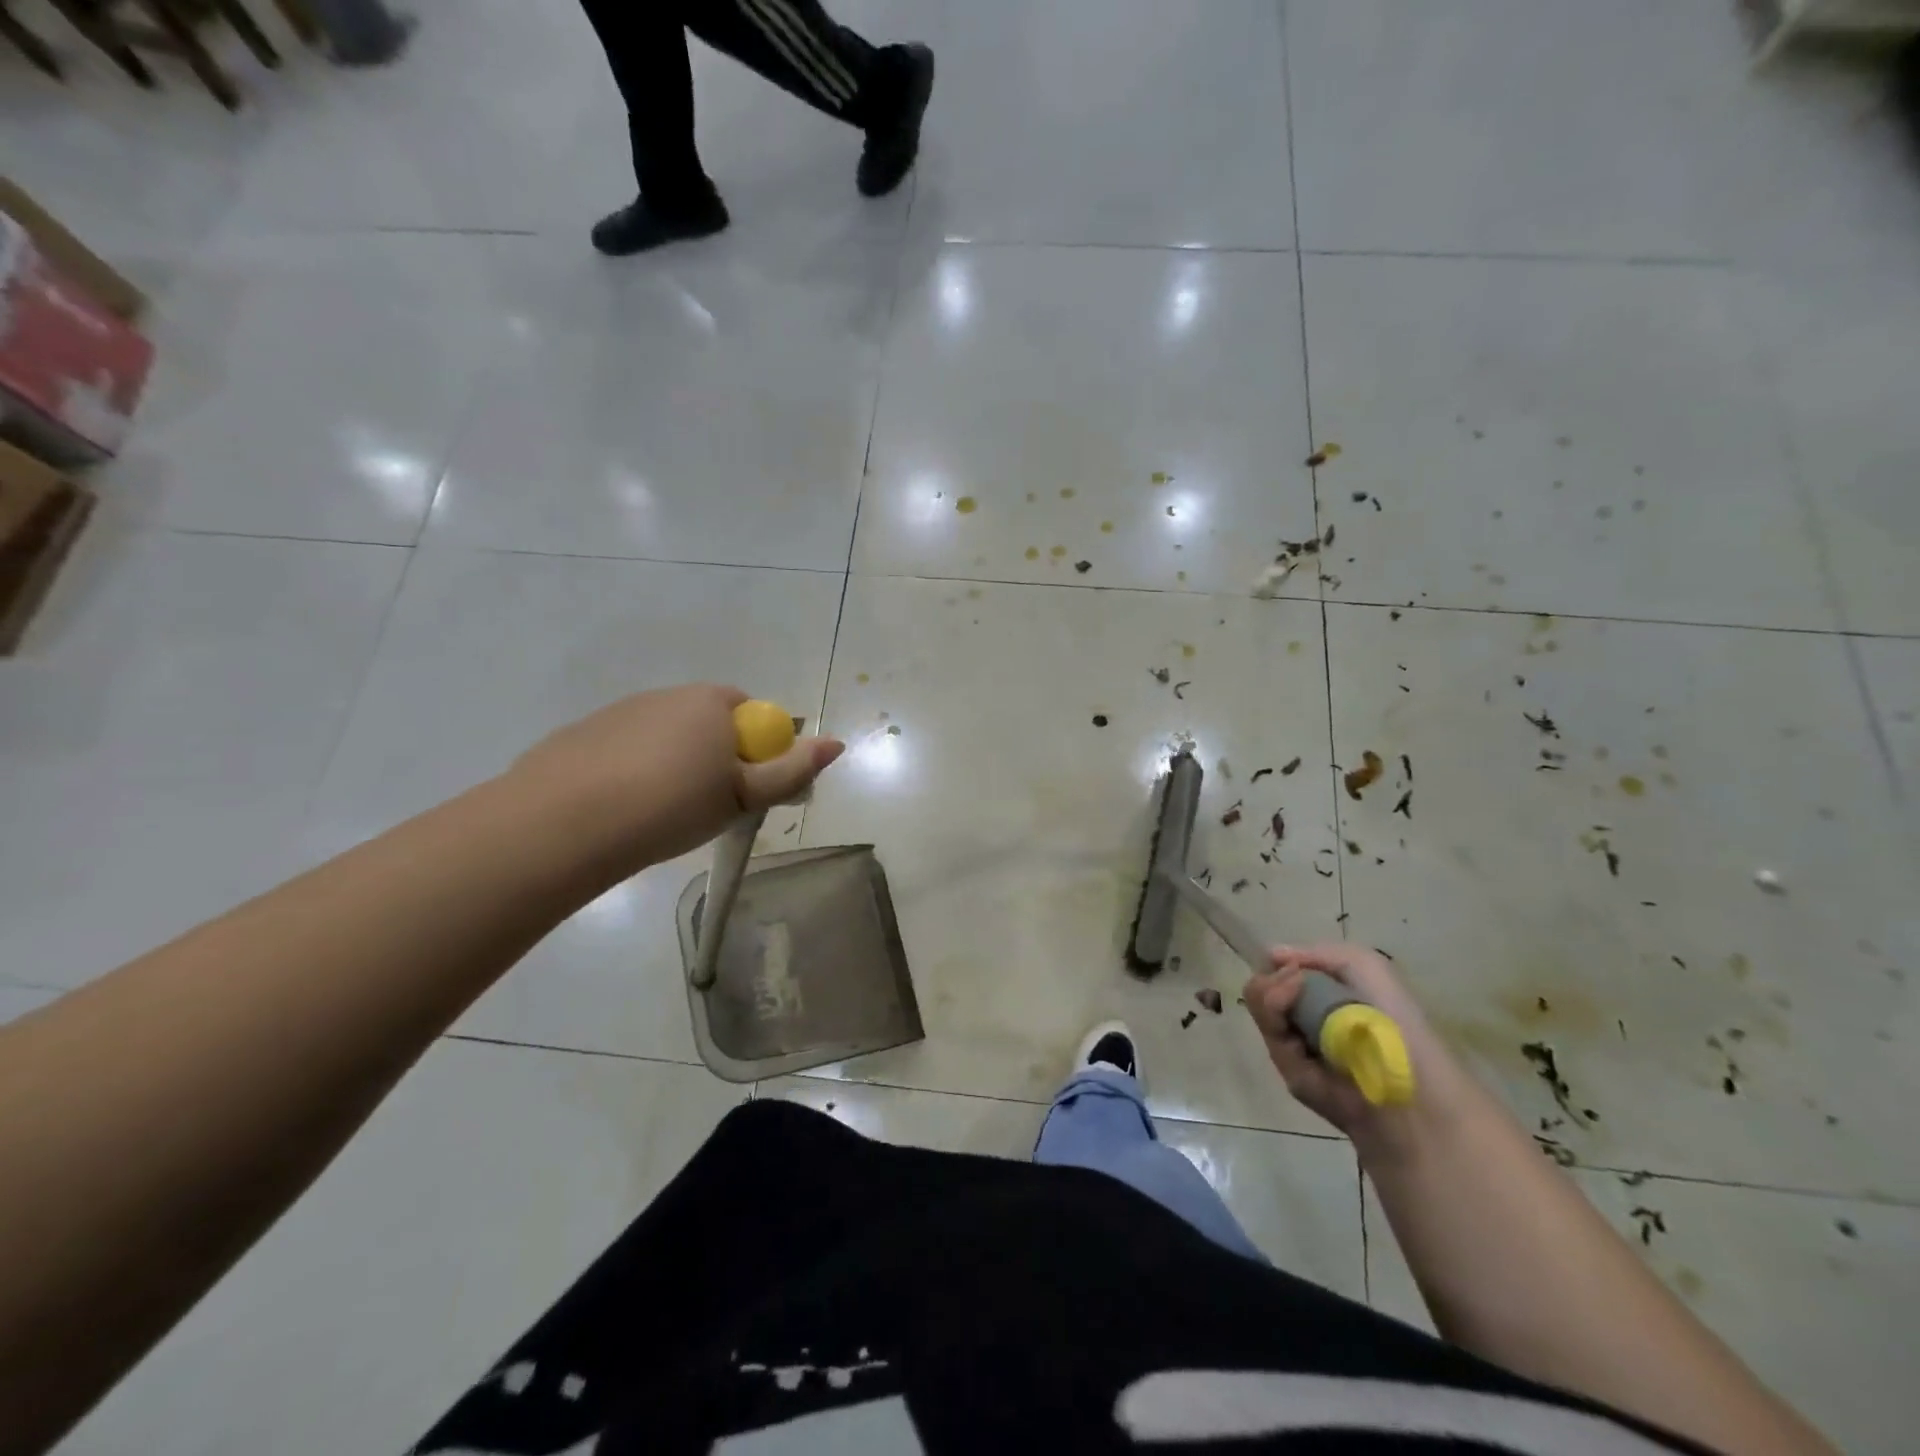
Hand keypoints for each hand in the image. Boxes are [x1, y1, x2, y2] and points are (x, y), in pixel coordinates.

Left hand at [510, 684, 844, 870]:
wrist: (563, 823)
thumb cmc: (671, 805)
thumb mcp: (742, 795)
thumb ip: (791, 770)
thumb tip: (836, 743)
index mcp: (710, 701)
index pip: (753, 714)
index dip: (758, 752)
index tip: (745, 791)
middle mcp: (666, 695)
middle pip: (708, 724)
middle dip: (716, 759)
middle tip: (709, 807)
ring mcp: (618, 712)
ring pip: (664, 739)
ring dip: (673, 767)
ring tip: (661, 815)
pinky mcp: (580, 736)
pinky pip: (623, 752)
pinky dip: (632, 773)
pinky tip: (621, 810)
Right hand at [1242, 942, 1471, 1143]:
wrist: (1411, 1081)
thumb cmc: (1396, 1019)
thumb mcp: (1366, 967)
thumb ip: (1317, 953)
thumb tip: (1271, 955)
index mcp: (1328, 999)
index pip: (1282, 974)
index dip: (1279, 965)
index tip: (1287, 964)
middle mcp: (1308, 1021)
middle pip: (1263, 988)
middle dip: (1271, 979)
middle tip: (1293, 979)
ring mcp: (1296, 1048)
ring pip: (1260, 1007)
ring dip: (1271, 992)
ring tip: (1292, 991)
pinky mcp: (1289, 1073)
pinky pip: (1268, 1034)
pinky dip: (1274, 1014)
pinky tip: (1291, 1010)